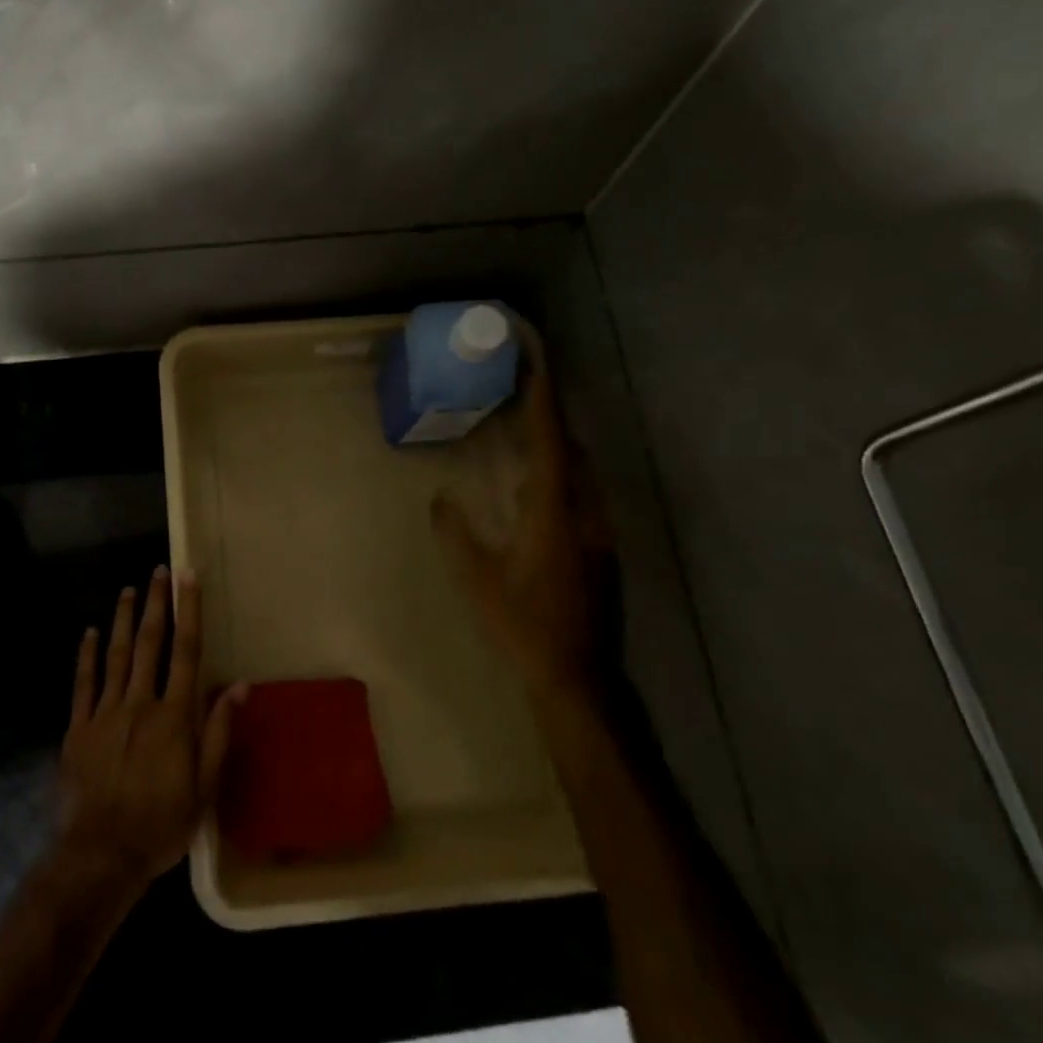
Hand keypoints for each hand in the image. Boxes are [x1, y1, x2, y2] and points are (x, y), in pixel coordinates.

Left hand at [57, 567, 245, 888]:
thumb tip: (240, 686)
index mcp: (174, 716)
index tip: (188, 579)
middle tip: (159, 572)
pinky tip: (90, 632)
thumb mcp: (205, 787)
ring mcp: (105, 713)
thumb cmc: (161, 823)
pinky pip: (84, 684)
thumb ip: (219, 733)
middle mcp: (140, 704)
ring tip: (128, 590)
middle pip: (150, 644)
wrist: (101, 854)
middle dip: (156, 605)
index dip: (189, 612)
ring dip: (124, 620)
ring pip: (116, 656)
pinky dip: (88, 656)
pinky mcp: (78, 728)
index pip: (186, 652)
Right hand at [432, 361, 611, 696]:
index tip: (535, 365)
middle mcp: (584, 515)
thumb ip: (456, 536)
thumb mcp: (478, 582)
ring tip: (526, 442)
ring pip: (581, 478)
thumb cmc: (524, 626)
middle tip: (521, 400)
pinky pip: (582, 499)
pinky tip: (536, 499)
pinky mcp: (602, 552)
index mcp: (553, 515)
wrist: (578, 676)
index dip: (542, 404)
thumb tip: (440, 500)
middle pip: (572, 453)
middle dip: (549, 422)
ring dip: (556, 453)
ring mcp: (599, 534)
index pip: (550, 445)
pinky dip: (561, 482)